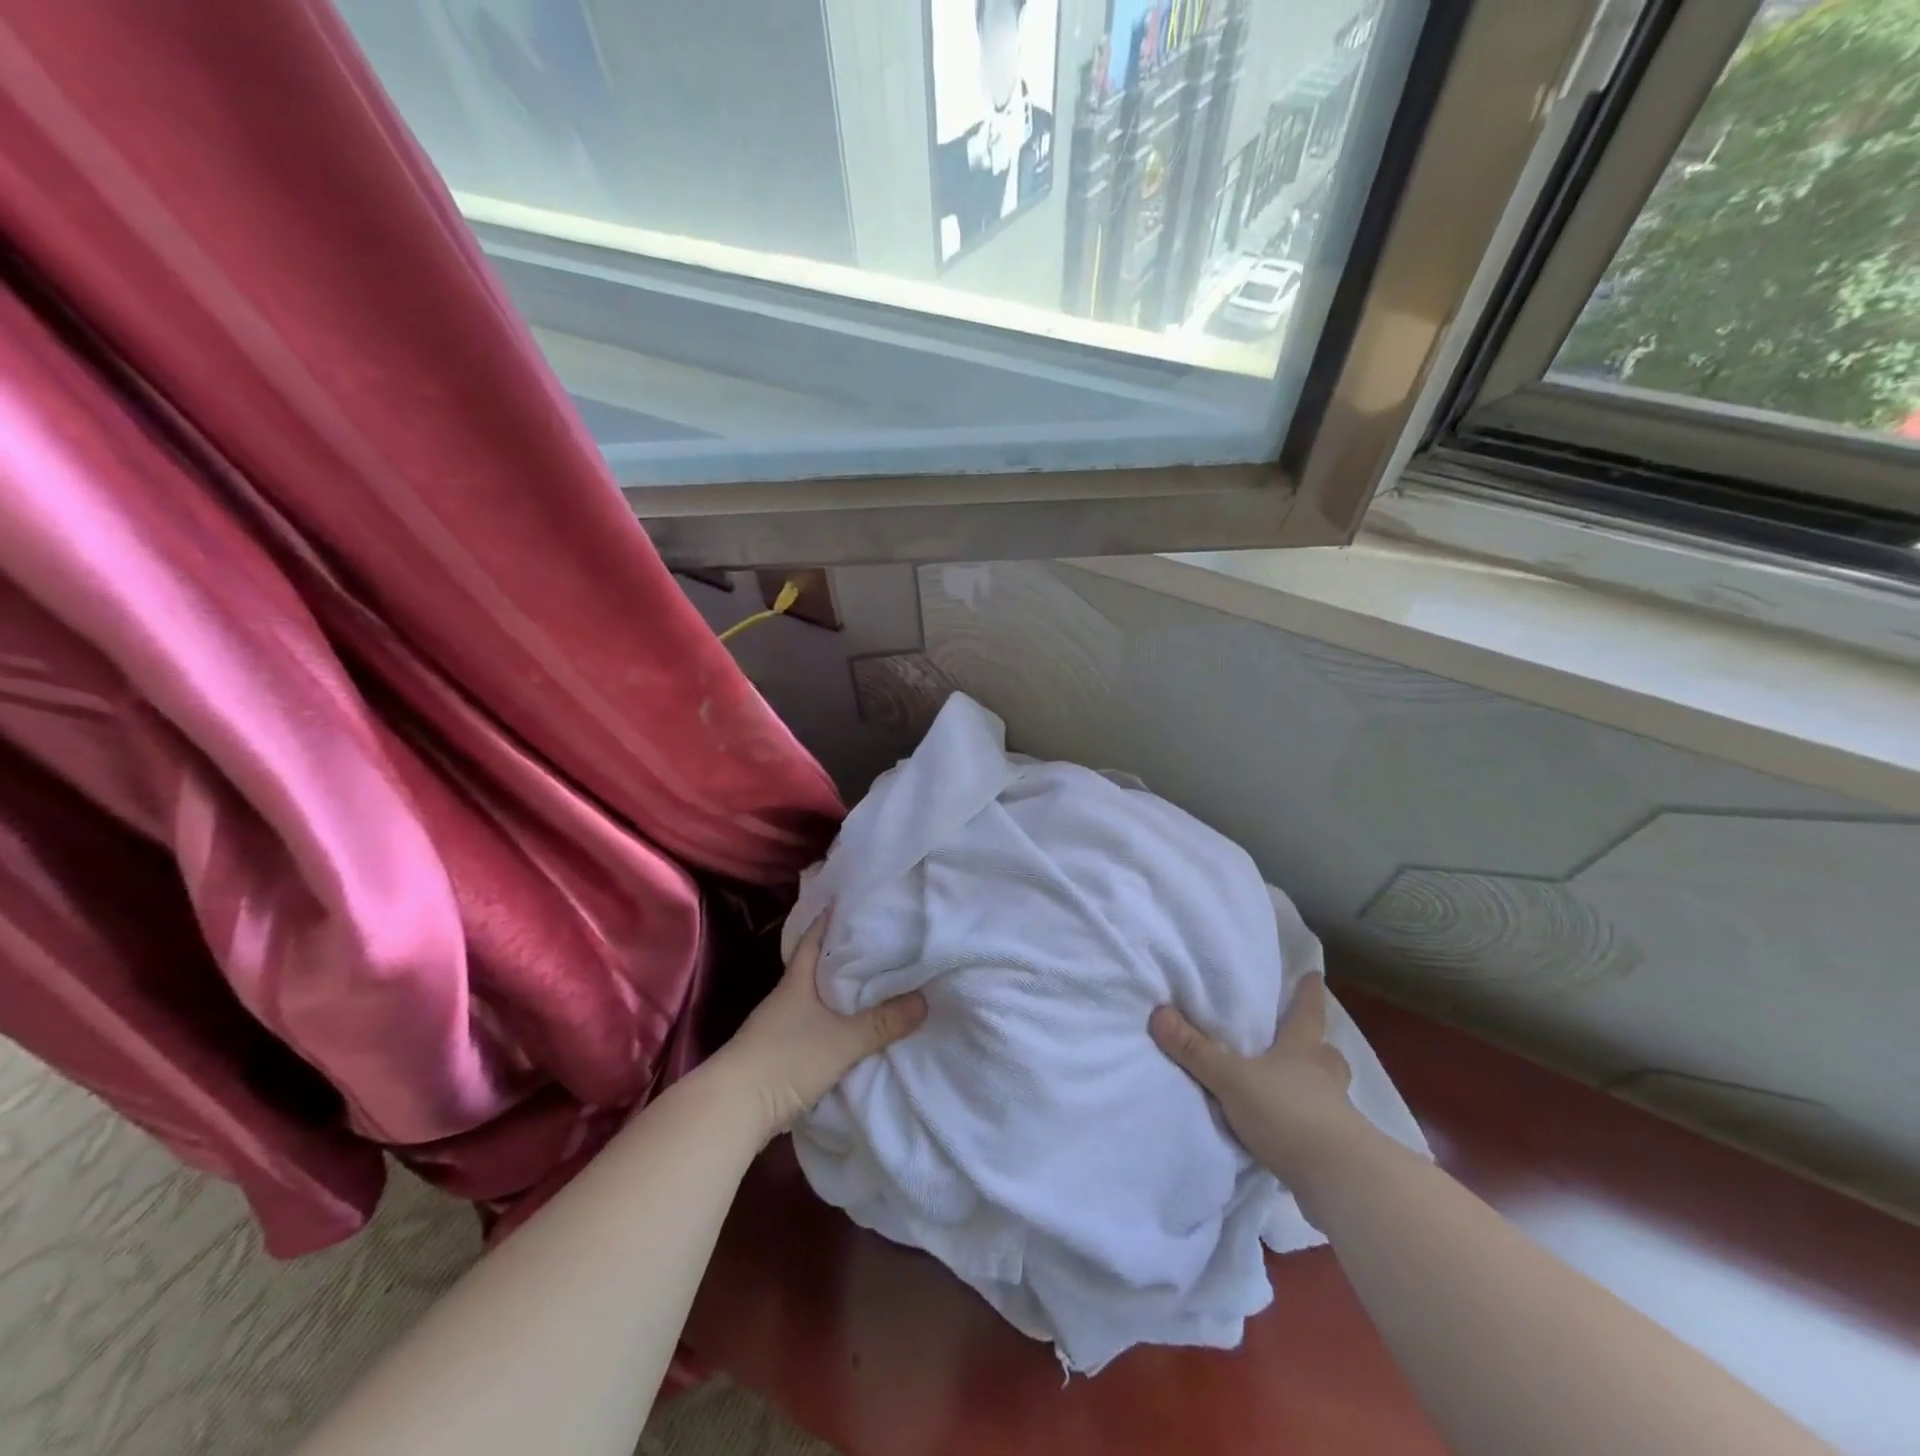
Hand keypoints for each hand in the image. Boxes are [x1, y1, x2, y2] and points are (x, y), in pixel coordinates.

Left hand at [714, 913, 927, 1143]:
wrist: (732, 1110)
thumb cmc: (786, 1060)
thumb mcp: (842, 1041)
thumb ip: (882, 1023)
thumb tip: (924, 1000)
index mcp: (797, 982)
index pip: (813, 940)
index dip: (828, 919)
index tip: (848, 901)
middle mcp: (785, 999)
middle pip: (814, 968)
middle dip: (840, 955)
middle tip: (874, 942)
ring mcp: (777, 1028)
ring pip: (812, 999)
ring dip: (835, 992)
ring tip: (868, 985)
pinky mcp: (776, 1055)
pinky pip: (810, 1027)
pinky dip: (829, 1022)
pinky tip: (846, 1029)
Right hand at [1150, 975, 1370, 1204]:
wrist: (1339, 1180)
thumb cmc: (1288, 1114)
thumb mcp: (1231, 1079)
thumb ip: (1195, 1050)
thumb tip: (1158, 1013)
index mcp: (1303, 1050)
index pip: (1308, 1012)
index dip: (1309, 993)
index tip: (1314, 975)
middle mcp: (1324, 1076)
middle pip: (1325, 1053)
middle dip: (1316, 1046)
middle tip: (1305, 1041)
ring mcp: (1337, 1115)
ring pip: (1327, 1091)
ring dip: (1314, 1087)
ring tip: (1291, 1088)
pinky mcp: (1337, 1151)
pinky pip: (1322, 1129)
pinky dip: (1308, 1126)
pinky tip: (1289, 1134)